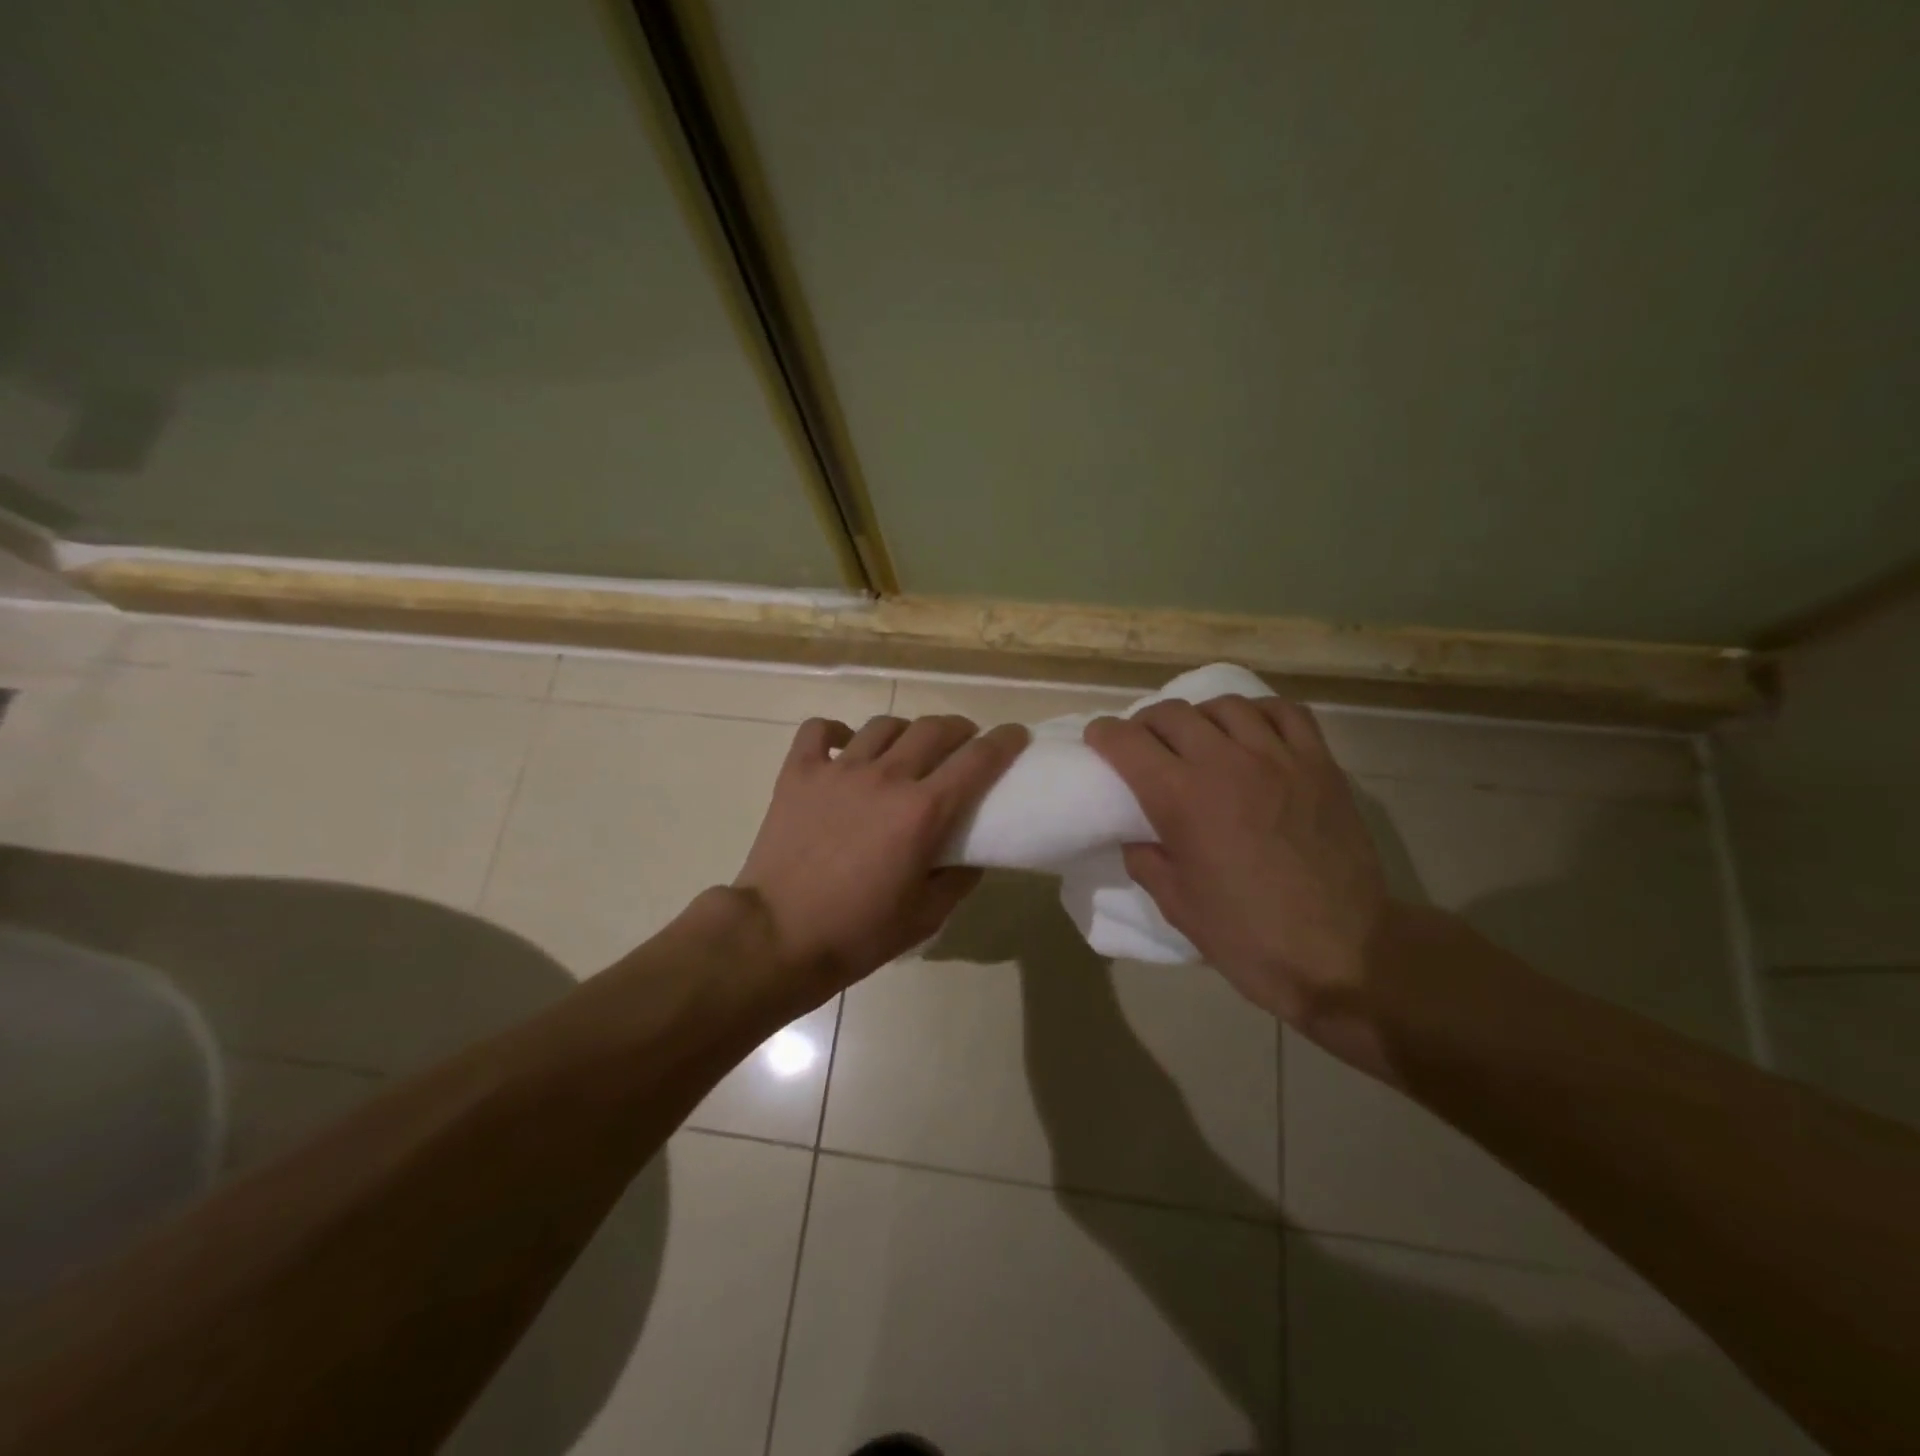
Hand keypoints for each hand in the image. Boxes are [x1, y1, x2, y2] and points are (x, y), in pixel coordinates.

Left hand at [733, 713, 1027, 1002]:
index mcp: (923, 811)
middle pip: (934, 729)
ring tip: (907, 748)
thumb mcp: (926, 916)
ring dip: (906, 731)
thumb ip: (959, 878)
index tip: (1016, 735)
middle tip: (963, 744)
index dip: (1004, 741)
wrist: (778, 937)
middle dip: (959, 729)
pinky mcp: (798, 773)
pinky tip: (845, 747)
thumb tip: (970, 853)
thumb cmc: (857, 933)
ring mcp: (838, 770)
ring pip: (883, 725)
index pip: (978, 759)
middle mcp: (886, 777)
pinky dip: (837, 732)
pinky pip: (820, 730)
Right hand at [1084, 695, 1386, 1024]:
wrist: (1342, 954)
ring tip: (1199, 739)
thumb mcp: (1175, 904)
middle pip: (1171, 713)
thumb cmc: (1247, 936)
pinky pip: (1285, 713)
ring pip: (1225, 706)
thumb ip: (1145, 858)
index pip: (1127, 741)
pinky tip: (1251, 733)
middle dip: (1145, 724)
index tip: (1099, 741)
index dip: (1104, 735)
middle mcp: (1225, 763)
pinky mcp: (1319, 764)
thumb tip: (1138, 833)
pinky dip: (1258, 713)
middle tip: (1145, 746)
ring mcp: (1278, 758)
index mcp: (1181, 798)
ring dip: (1199, 717)